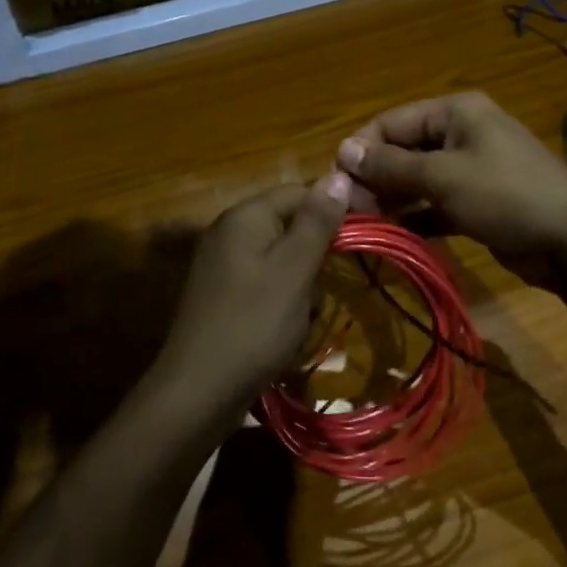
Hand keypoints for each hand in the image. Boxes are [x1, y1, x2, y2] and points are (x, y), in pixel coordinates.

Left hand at [151, 175, 350, 425]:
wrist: (198, 391)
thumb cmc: (254, 324)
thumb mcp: (294, 270)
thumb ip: (317, 222)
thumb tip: (338, 175)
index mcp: (245, 216)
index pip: (300, 192)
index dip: (336, 208)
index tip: (367, 234)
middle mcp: (229, 232)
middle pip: (291, 227)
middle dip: (315, 258)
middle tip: (320, 291)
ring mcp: (223, 265)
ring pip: (282, 260)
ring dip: (301, 286)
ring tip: (301, 319)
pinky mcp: (222, 295)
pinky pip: (265, 285)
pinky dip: (282, 304)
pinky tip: (283, 332)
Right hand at [335, 92, 566, 287]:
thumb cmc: (505, 196)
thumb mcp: (443, 177)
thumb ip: (391, 166)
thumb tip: (343, 151)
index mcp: (455, 112)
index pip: (391, 122)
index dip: (361, 148)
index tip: (336, 181)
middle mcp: (461, 133)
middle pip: (403, 150)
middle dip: (375, 177)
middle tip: (348, 209)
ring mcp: (471, 168)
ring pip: (417, 179)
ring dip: (391, 199)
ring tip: (363, 223)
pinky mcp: (477, 201)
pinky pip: (435, 203)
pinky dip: (416, 216)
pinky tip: (393, 234)